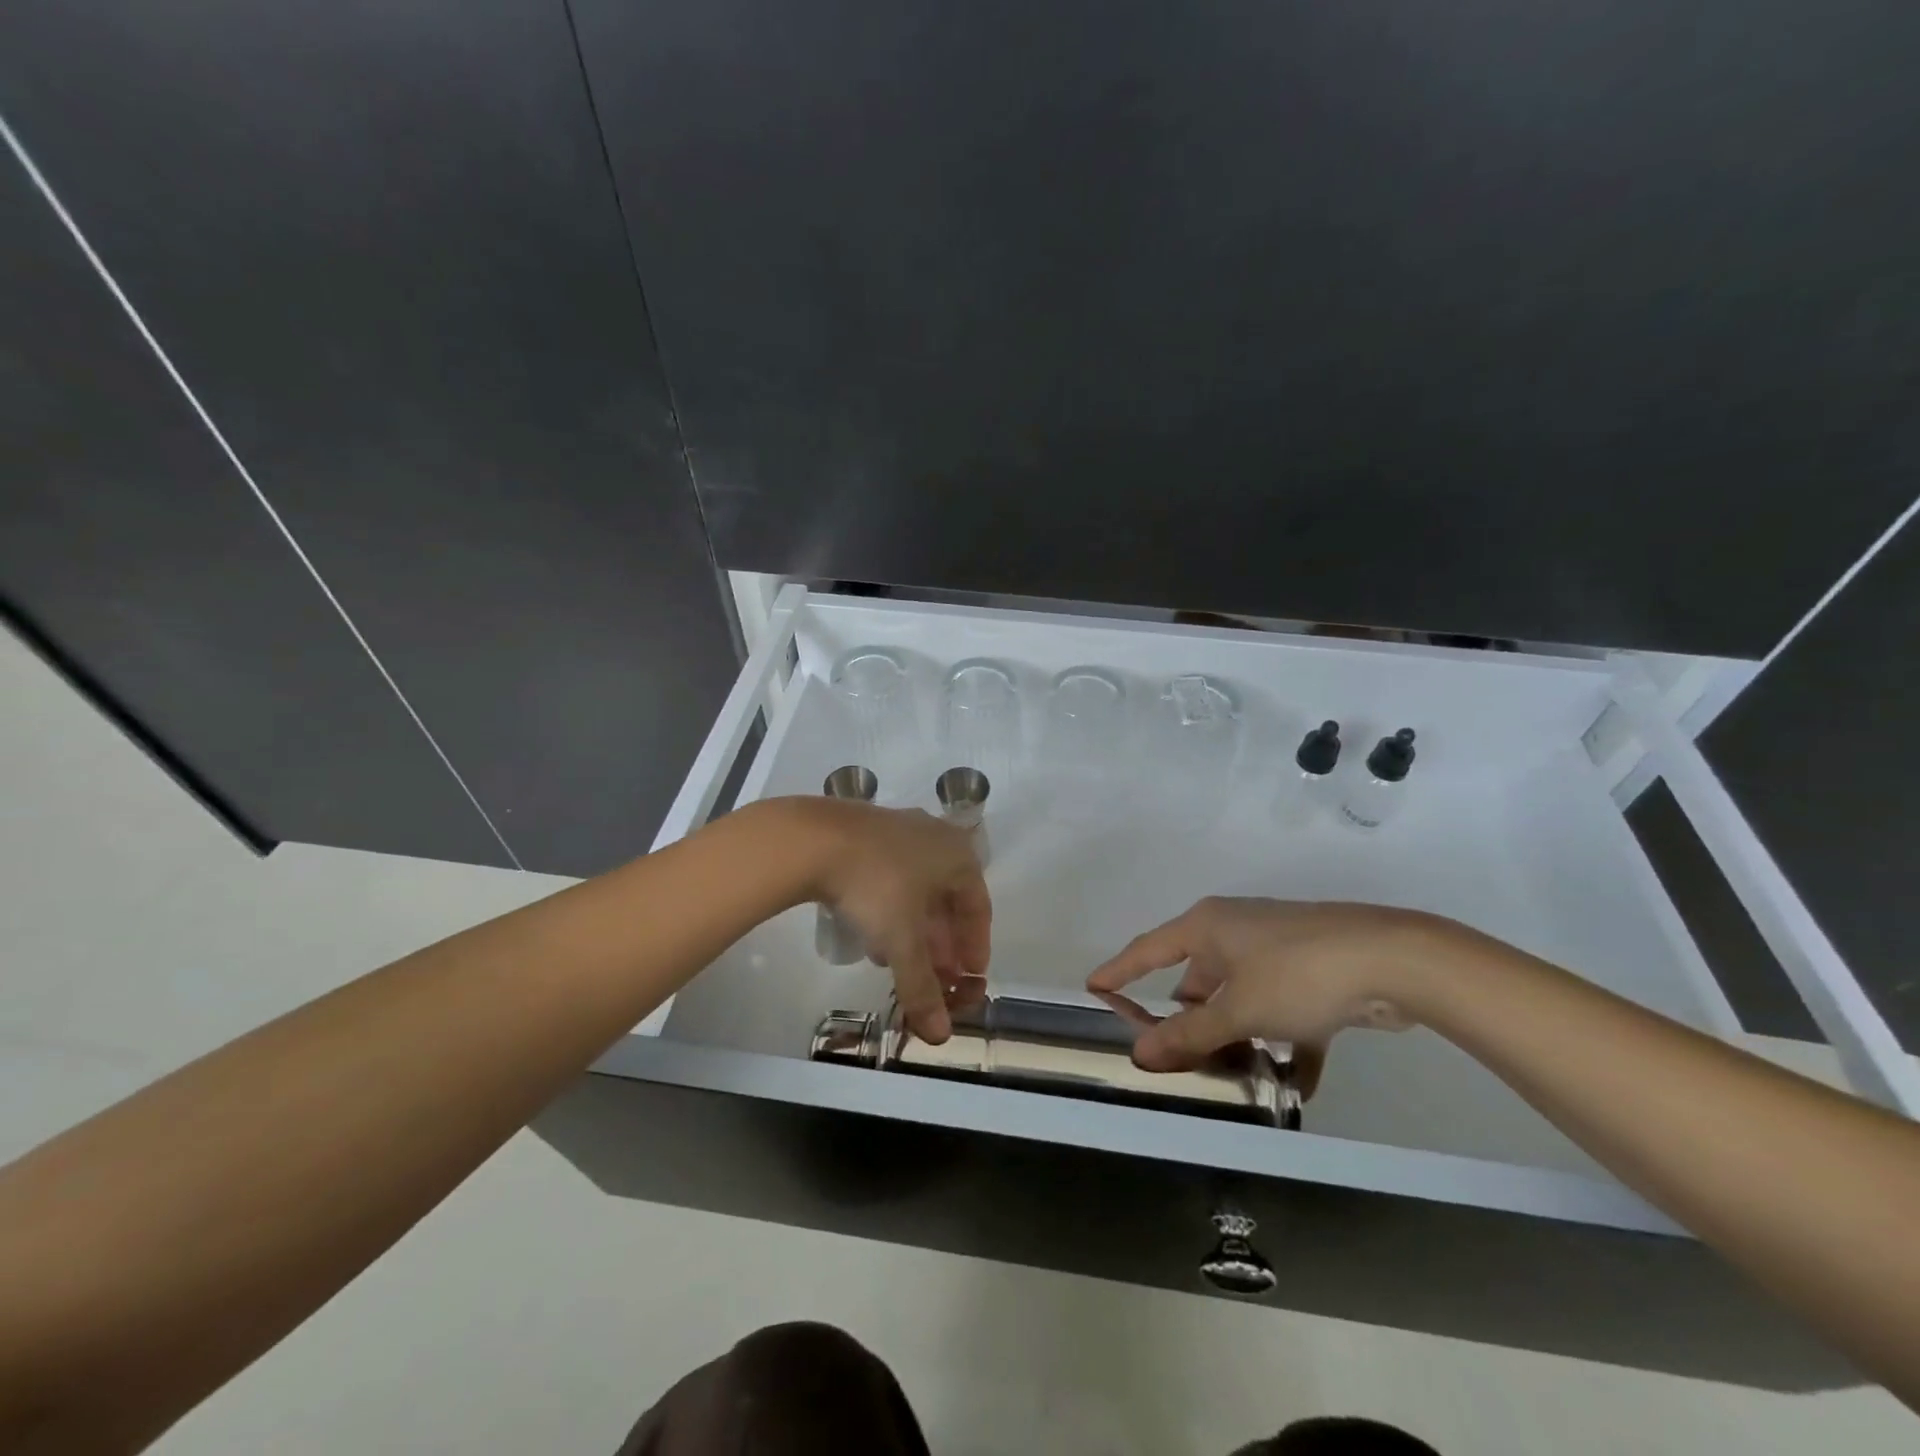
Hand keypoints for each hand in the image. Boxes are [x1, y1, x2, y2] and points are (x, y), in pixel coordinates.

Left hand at [804, 800, 991, 1042]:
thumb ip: (922, 987)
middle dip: (941, 942)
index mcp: (960, 856)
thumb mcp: (902, 941)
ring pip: (918, 888)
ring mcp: (900, 829)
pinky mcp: (868, 831)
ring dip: (914, 928)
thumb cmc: (876, 886)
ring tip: (900, 962)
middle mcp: (936, 836)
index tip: (967, 979)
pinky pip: (892, 876)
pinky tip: (872, 933)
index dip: (975, 948)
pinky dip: (891, 909)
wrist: (813, 838)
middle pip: (948, 899)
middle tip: (935, 976)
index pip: (979, 908)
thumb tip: (940, 1036)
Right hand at [1087, 897, 1452, 1091]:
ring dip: (1237, 1034)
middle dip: (1188, 1016)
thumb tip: (1140, 1053)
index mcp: (1209, 927)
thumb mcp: (1237, 1008)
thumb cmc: (1297, 973)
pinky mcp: (1314, 974)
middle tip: (1171, 1053)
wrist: (1394, 960)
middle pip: (1197, 977)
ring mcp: (1278, 951)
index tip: (1092, 985)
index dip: (1120, 969)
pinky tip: (1293, 1087)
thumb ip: (1190, 1035)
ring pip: (1242, 997)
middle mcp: (1237, 932)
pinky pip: (1285, 1013)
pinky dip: (1286, 1045)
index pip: (1149, 949)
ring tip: (1226, 1075)